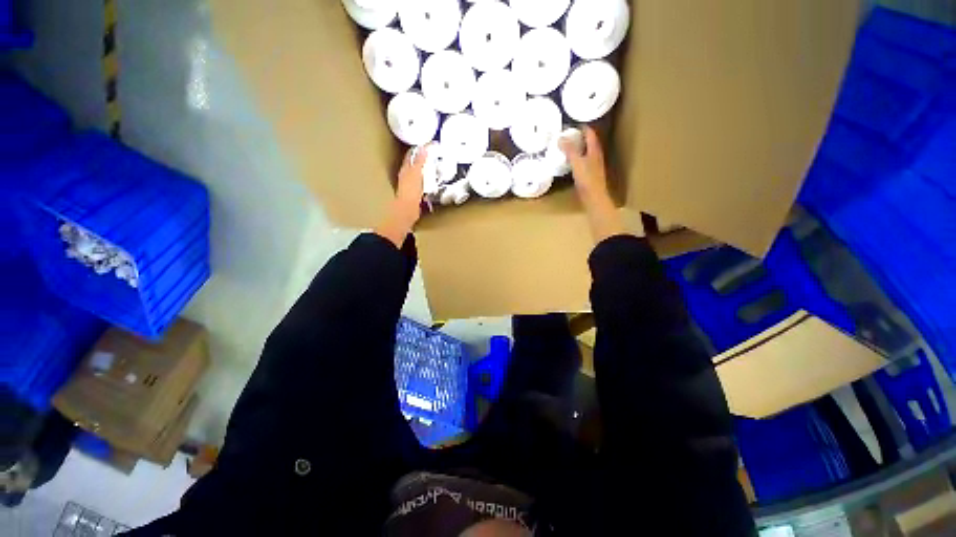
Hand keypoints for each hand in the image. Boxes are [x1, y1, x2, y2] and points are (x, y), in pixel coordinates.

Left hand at [375, 147, 427, 247]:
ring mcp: (410, 185)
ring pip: (418, 173)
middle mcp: (406, 176)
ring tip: (434, 166)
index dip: (420, 149)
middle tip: (433, 154)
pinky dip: (426, 179)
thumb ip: (419, 161)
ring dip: (425, 169)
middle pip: (414, 163)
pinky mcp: (414, 194)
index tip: (429, 144)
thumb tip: (423, 148)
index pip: (412, 155)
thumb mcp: (416, 174)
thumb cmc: (410, 193)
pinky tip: (431, 181)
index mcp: (406, 169)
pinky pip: (421, 183)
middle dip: (422, 158)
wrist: (406, 212)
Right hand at [560, 126, 627, 241]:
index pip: (590, 134)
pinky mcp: (590, 175)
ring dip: (578, 148)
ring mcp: (594, 166)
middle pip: (589, 142)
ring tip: (567, 147)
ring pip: (586, 152)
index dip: (583, 128)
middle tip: (568, 134)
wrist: (594, 198)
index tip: (572, 124)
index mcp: (594, 150)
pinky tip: (571, 163)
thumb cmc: (587, 179)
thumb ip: (569, 150)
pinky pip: (583, 162)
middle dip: (580, 137)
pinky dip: (577, 158)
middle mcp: (596, 156)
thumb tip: (561, 137)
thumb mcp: (576, 163)